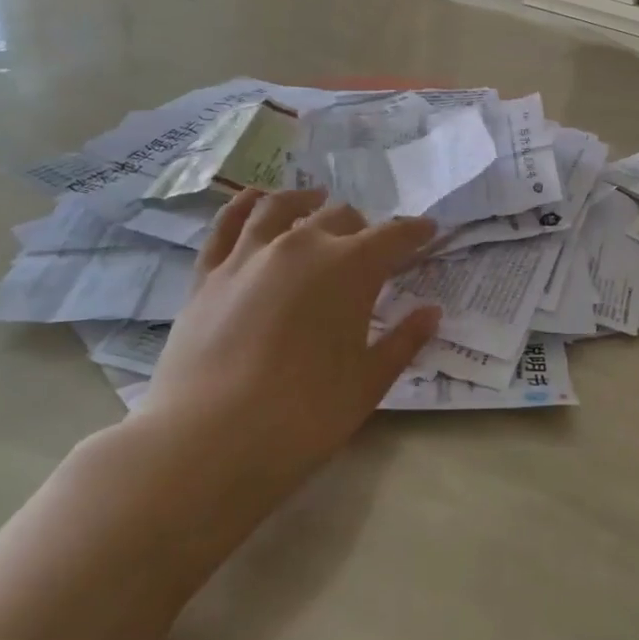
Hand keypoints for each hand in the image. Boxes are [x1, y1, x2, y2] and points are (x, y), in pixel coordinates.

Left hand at [131, 188, 440, 507]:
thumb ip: (403, 340)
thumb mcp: (368, 382)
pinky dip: (245, 206)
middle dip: (363, 227)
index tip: (429, 231)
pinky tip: (255, 201)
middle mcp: (301, 246)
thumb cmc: (305, 415)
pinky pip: (227, 225)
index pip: (392, 236)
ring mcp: (248, 256)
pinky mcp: (207, 274)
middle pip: (340, 217)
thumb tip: (430, 312)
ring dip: (306, 200)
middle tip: (371, 247)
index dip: (414, 232)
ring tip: (315, 199)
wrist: (208, 441)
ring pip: (282, 207)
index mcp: (349, 268)